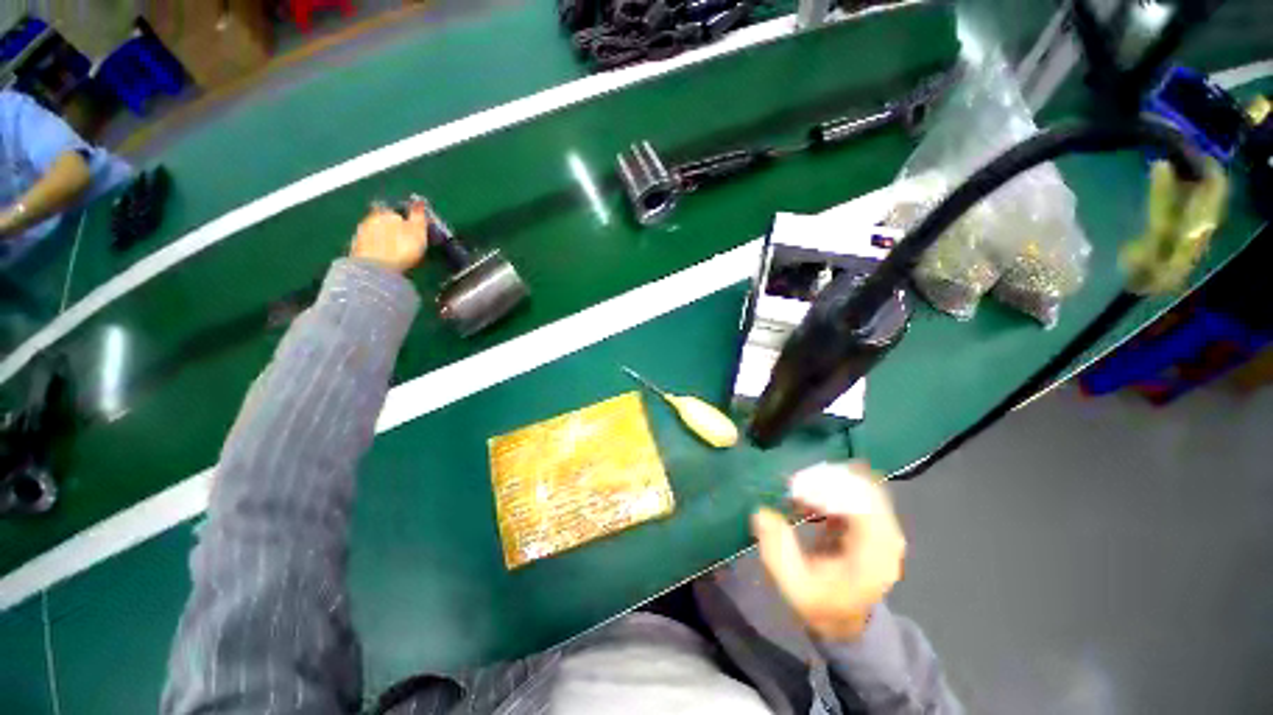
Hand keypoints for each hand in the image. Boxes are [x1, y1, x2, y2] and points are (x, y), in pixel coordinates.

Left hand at [350, 199, 428, 272]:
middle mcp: (370, 219)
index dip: (405, 221)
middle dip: (393, 230)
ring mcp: (360, 235)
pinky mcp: (356, 250)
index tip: (413, 232)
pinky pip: (370, 247)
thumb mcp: (418, 231)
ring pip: (375, 234)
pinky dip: (377, 250)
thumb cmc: (401, 247)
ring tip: (395, 252)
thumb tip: (419, 201)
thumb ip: (419, 217)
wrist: (375, 268)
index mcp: (385, 213)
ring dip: (384, 240)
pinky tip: (384, 258)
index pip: (396, 212)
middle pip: (383, 222)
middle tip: (404, 242)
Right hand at [751, 462, 905, 641]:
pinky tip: (809, 495)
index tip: (796, 490)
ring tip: (798, 489)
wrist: (845, 619)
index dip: (830, 491)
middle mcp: (887, 539)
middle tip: (794, 484)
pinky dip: (832, 485)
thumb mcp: (794, 586)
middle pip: (866, 490)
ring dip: (829, 480)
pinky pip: (858, 489)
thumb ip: (778, 551)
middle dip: (827, 480)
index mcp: (874, 558)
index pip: (863, 507)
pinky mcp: (875, 520)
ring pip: (862, 485)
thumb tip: (762, 512)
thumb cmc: (820, 603)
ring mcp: (884, 528)